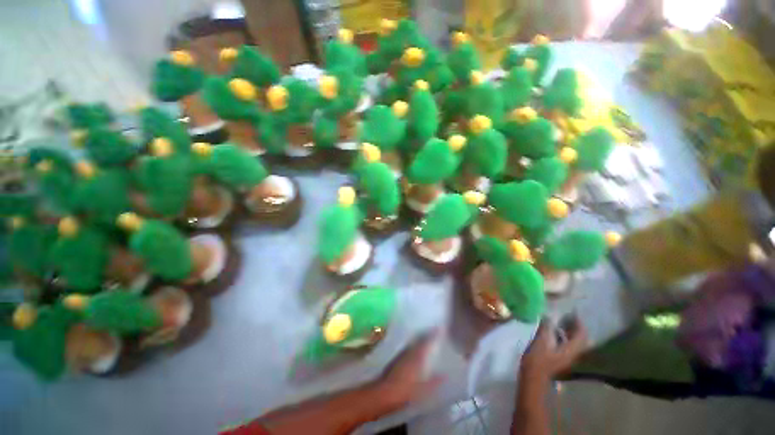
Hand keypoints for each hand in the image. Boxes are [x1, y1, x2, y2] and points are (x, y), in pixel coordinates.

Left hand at [373, 332, 444, 412]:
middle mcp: (409, 351)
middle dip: (426, 334)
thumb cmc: (405, 391)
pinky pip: (407, 347)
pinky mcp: (396, 358)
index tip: (439, 328)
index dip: (433, 334)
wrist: (384, 393)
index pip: (427, 342)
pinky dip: (413, 345)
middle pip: (419, 339)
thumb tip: (445, 375)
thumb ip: (435, 382)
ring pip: (413, 342)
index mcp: (418, 357)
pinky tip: (414, 348)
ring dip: (419, 338)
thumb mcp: (423, 390)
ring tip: (425, 336)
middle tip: (433, 330)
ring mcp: (401, 354)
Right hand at [521, 317, 587, 381]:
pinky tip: (554, 331)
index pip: (581, 334)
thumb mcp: (541, 340)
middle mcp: (573, 354)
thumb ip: (546, 327)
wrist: (533, 376)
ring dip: (570, 331)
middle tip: (567, 315)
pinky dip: (564, 336)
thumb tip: (549, 315)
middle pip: (581, 339)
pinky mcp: (560, 358)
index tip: (573, 311)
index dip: (579, 322)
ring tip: (561, 320)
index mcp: (571, 350)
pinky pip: (567, 344)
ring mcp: (567, 357)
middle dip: (576, 327)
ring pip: (574, 342)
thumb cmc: (538, 358)